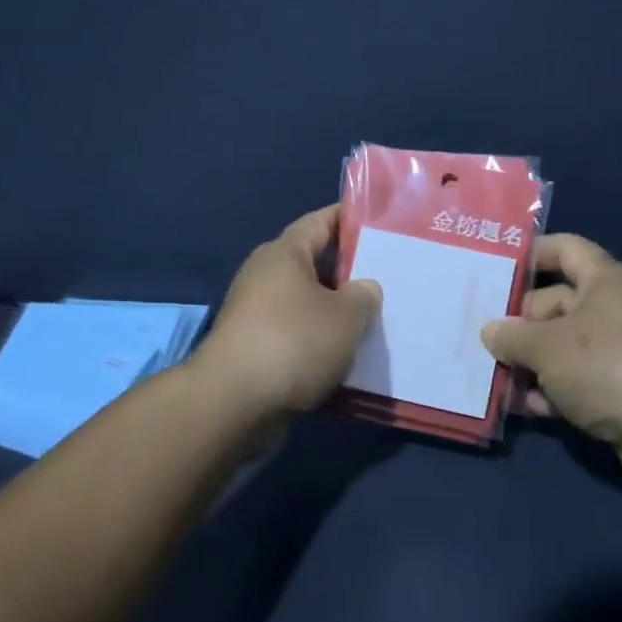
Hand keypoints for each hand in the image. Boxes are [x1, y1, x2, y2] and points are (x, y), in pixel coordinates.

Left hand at [194, 205, 381, 416]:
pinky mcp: (253, 349)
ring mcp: (255, 314)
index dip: (349, 219)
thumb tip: (363, 288)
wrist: (233, 403)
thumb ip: (363, 296)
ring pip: (306, 305)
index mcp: (284, 253)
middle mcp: (265, 276)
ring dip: (335, 314)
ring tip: (374, 323)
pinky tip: (346, 359)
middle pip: (314, 265)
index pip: (320, 221)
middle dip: (348, 273)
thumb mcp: (346, 316)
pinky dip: (318, 344)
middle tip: (388, 279)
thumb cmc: (293, 342)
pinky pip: (295, 337)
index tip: (379, 223)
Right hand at [481, 234, 621, 487]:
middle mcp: (615, 307)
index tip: (495, 267)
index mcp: (605, 279)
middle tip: (482, 336)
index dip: (531, 253)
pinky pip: (578, 379)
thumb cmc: (606, 366)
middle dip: (520, 322)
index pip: (565, 249)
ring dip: (532, 361)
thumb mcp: (546, 347)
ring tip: (493, 375)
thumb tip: (491, 331)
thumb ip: (511, 336)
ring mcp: (621, 350)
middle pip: (557, 302)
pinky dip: (553, 389)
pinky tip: (526, 406)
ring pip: (564, 345)